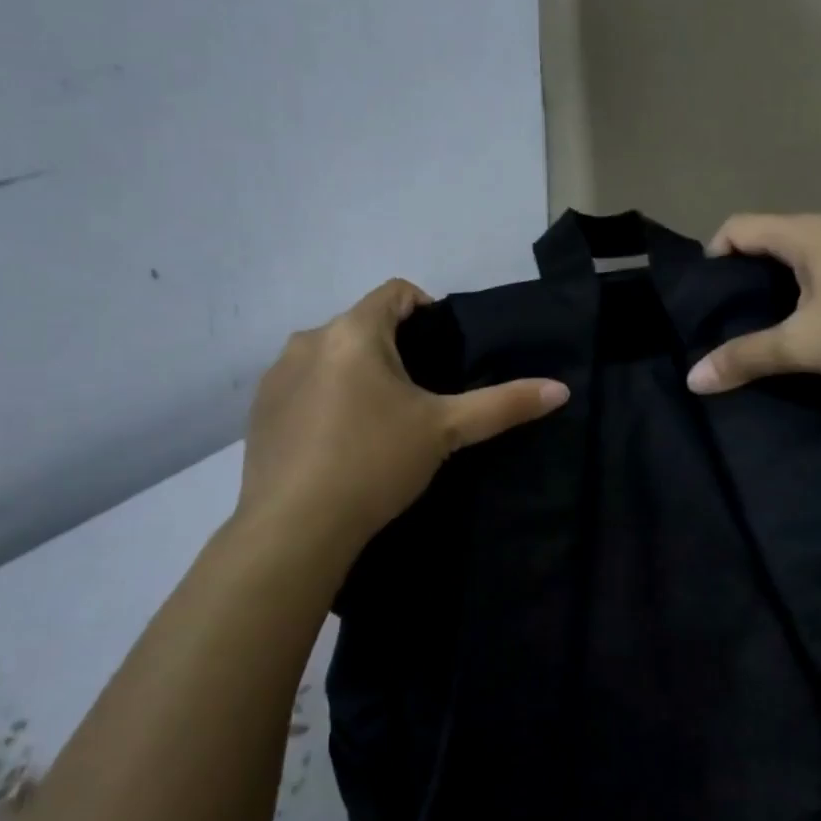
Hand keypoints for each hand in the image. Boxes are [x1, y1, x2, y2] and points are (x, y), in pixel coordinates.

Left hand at [238, 279, 568, 549]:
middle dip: (393, 349)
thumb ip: (502, 405)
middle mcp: (308, 340)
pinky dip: (325, 398)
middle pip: (362, 325)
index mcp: (352, 331)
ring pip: (330, 356)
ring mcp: (277, 376)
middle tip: (418, 395)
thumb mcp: (444, 431)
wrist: (294, 529)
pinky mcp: (259, 411)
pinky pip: (303, 386)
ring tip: (379, 421)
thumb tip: (561, 389)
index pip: (396, 292)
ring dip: (357, 373)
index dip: (426, 309)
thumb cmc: (374, 463)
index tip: (443, 349)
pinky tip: (338, 442)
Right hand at [686, 214, 820, 393]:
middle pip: (767, 241)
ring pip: (801, 259)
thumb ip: (746, 357)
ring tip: (768, 330)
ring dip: (777, 288)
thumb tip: (692, 378)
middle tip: (729, 320)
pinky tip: (816, 329)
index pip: (737, 227)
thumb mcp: (804, 346)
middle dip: (742, 277)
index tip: (706, 300)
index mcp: (804, 234)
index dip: (711, 257)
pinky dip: (809, 294)